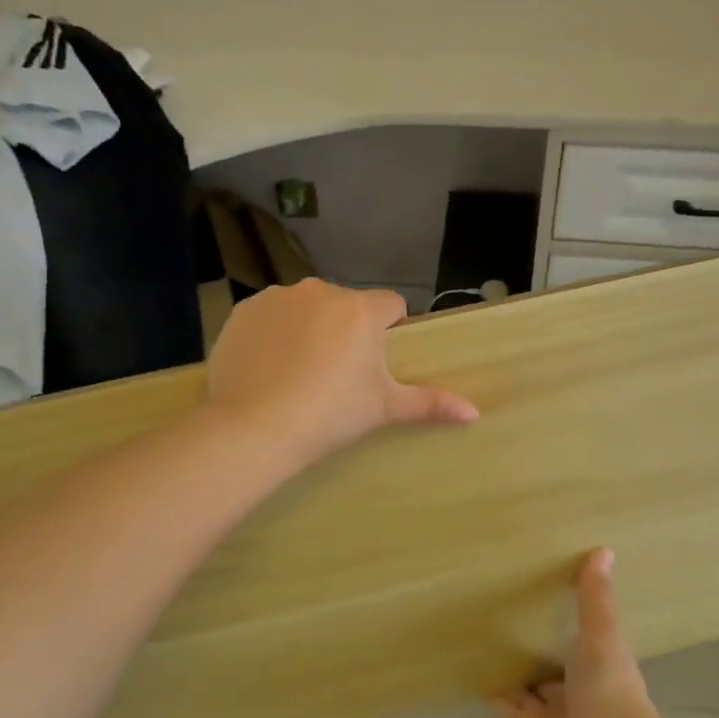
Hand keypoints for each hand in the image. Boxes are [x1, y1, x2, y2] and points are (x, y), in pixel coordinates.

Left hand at [205, 279, 477, 467]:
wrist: (253, 427)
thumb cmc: (329, 414)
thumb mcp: (383, 408)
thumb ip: (429, 404)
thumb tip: (474, 413)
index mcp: (360, 309)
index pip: (390, 304)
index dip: (389, 329)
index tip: (376, 362)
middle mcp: (320, 290)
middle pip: (346, 305)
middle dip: (346, 328)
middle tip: (336, 374)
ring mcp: (278, 298)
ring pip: (306, 307)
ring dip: (308, 327)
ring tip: (298, 371)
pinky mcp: (243, 310)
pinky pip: (269, 315)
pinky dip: (272, 333)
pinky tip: (266, 366)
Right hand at [494, 549, 657, 717]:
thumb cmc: (608, 685)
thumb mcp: (603, 632)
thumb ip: (596, 597)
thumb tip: (604, 549)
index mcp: (596, 670)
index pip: (576, 645)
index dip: (562, 626)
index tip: (541, 598)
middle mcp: (572, 695)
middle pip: (547, 669)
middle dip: (530, 650)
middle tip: (502, 614)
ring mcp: (546, 716)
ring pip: (523, 688)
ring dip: (508, 669)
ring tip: (480, 634)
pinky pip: (500, 704)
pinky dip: (487, 687)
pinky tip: (469, 662)